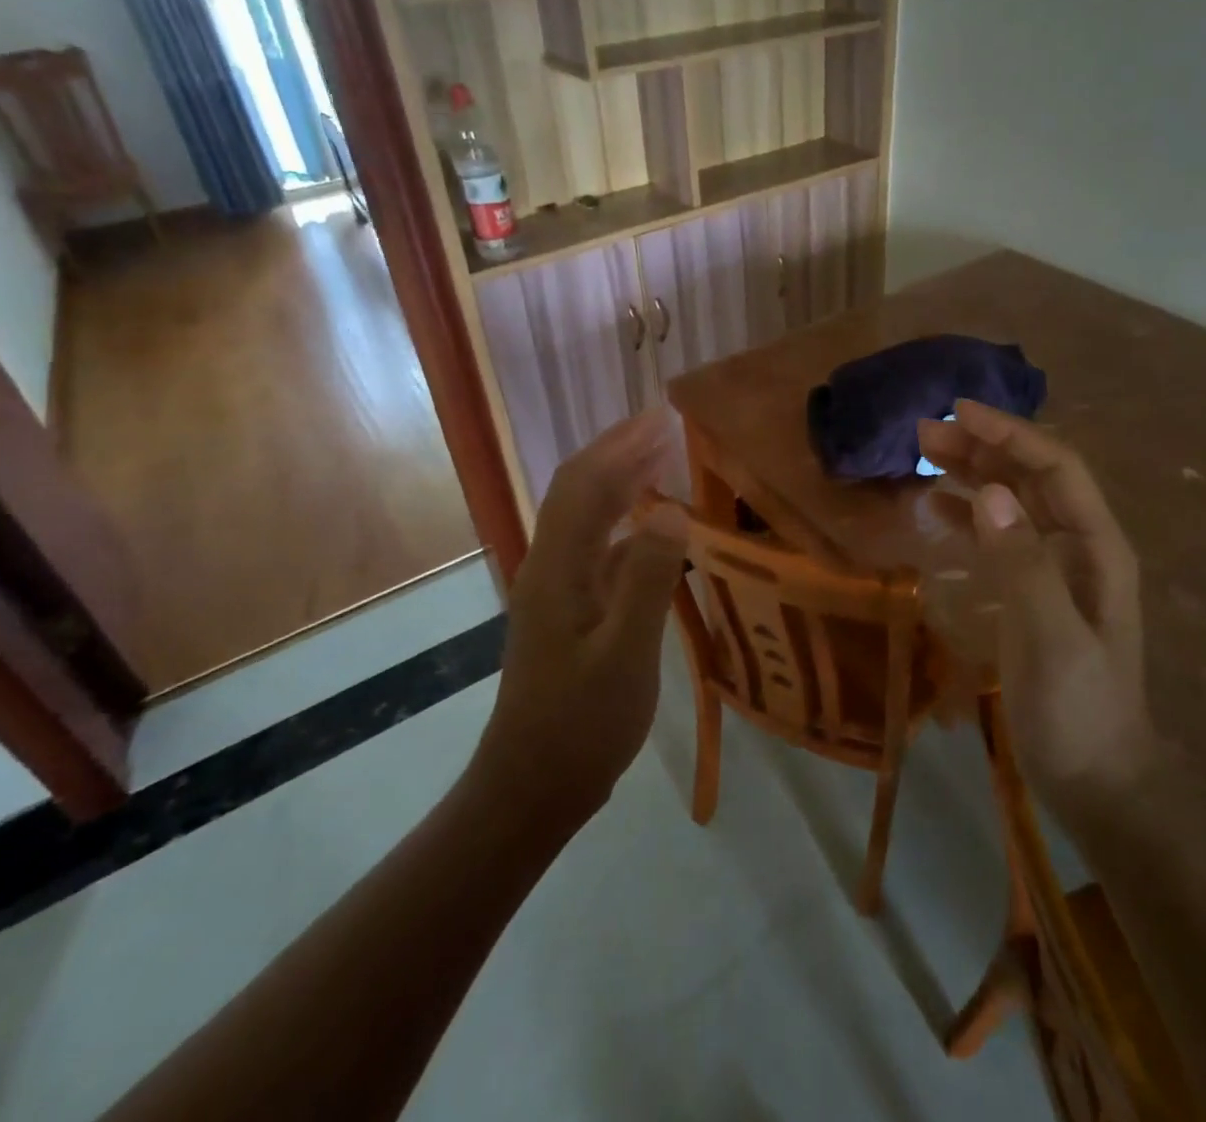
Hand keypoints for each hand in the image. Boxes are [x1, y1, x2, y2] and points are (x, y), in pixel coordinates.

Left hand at [476, 410, 688, 820]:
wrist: (532, 787)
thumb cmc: (580, 725)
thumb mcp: (624, 655)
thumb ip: (647, 579)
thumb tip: (672, 508)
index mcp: (557, 567)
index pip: (585, 484)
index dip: (621, 445)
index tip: (663, 418)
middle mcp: (551, 566)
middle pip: (580, 491)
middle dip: (620, 452)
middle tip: (668, 428)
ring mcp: (558, 589)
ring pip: (588, 518)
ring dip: (622, 483)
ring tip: (665, 461)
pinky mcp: (570, 611)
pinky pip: (600, 550)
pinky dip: (628, 525)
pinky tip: (657, 529)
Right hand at [918, 401, 1156, 804]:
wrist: (1094, 780)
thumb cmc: (1078, 710)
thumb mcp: (1051, 637)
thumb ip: (1023, 563)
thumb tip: (988, 493)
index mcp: (1097, 548)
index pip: (1055, 468)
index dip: (1010, 434)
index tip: (959, 412)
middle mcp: (1078, 547)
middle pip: (1030, 478)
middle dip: (983, 448)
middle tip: (924, 432)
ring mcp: (1054, 570)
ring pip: (1012, 503)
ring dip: (972, 474)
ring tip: (924, 454)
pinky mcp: (1029, 592)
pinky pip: (997, 537)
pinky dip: (968, 514)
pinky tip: (936, 506)